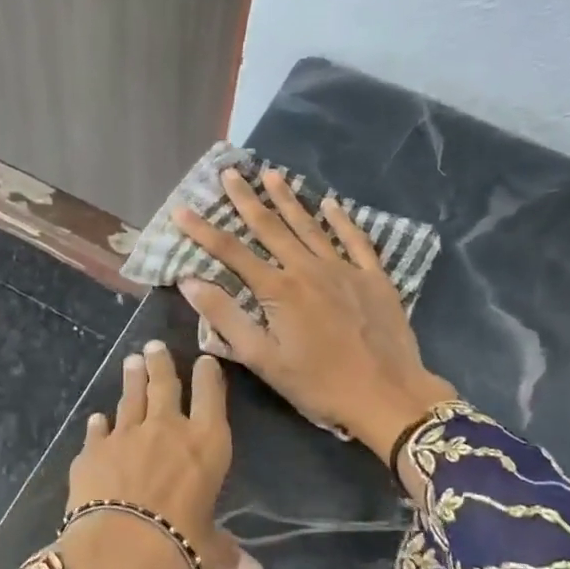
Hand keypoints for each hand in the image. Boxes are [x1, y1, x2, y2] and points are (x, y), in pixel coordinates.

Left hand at [54, 341, 261, 568]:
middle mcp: (166, 429)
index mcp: (206, 444)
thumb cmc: (180, 547)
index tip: (204, 361)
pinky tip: (97, 418)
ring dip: (131, 379)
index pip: (210, 396)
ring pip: (130, 398)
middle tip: (154, 346)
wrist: (120, 551)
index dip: (208, 376)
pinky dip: (99, 423)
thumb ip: (227, 555)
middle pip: (164, 385)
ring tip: (131, 362)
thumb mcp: (208, 551)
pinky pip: (98, 430)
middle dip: (160, 363)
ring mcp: (126, 435)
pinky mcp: (92, 450)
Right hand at [171, 167, 458, 466]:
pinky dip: (342, 220)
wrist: (388, 396)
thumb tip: (189, 281)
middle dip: (246, 199)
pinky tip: (332, 203)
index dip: (203, 230)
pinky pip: (356, 240)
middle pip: (270, 227)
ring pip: (310, 226)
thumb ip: (225, 317)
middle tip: (229, 172)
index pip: (231, 252)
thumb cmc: (319, 384)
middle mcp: (308, 268)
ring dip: (288, 199)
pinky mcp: (373, 278)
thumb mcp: (263, 359)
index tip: (182, 208)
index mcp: (278, 290)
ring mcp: (344, 269)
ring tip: (271, 175)